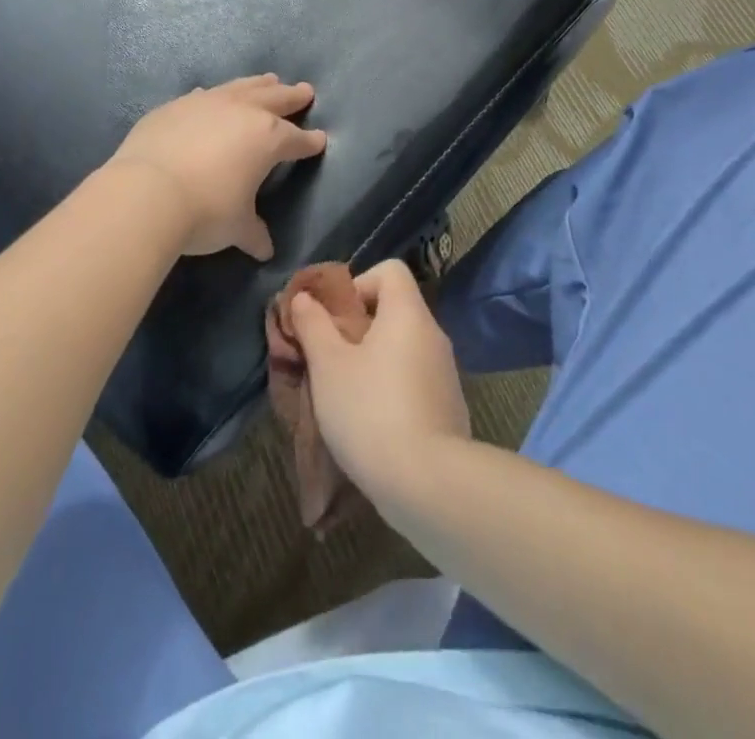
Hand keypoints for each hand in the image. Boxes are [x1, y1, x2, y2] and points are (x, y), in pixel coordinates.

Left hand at [107, 74, 328, 259]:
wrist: (148, 192)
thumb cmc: (206, 211)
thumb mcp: (236, 227)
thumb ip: (253, 233)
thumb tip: (264, 249)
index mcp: (267, 139)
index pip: (296, 140)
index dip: (309, 142)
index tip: (320, 140)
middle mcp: (242, 112)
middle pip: (275, 99)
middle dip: (292, 97)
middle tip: (305, 91)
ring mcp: (207, 103)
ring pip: (242, 87)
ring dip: (258, 84)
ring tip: (269, 80)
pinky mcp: (175, 106)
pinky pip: (204, 95)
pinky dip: (215, 96)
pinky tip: (212, 96)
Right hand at [288, 260, 470, 493]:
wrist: (428, 485)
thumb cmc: (370, 410)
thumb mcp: (328, 365)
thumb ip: (313, 325)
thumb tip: (304, 297)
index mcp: (408, 313)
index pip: (390, 270)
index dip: (359, 283)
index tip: (336, 318)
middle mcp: (433, 334)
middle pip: (394, 310)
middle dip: (359, 329)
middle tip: (330, 359)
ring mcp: (446, 373)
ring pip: (403, 349)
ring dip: (374, 362)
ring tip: (345, 395)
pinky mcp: (450, 408)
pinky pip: (415, 382)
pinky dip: (393, 390)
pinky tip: (372, 425)